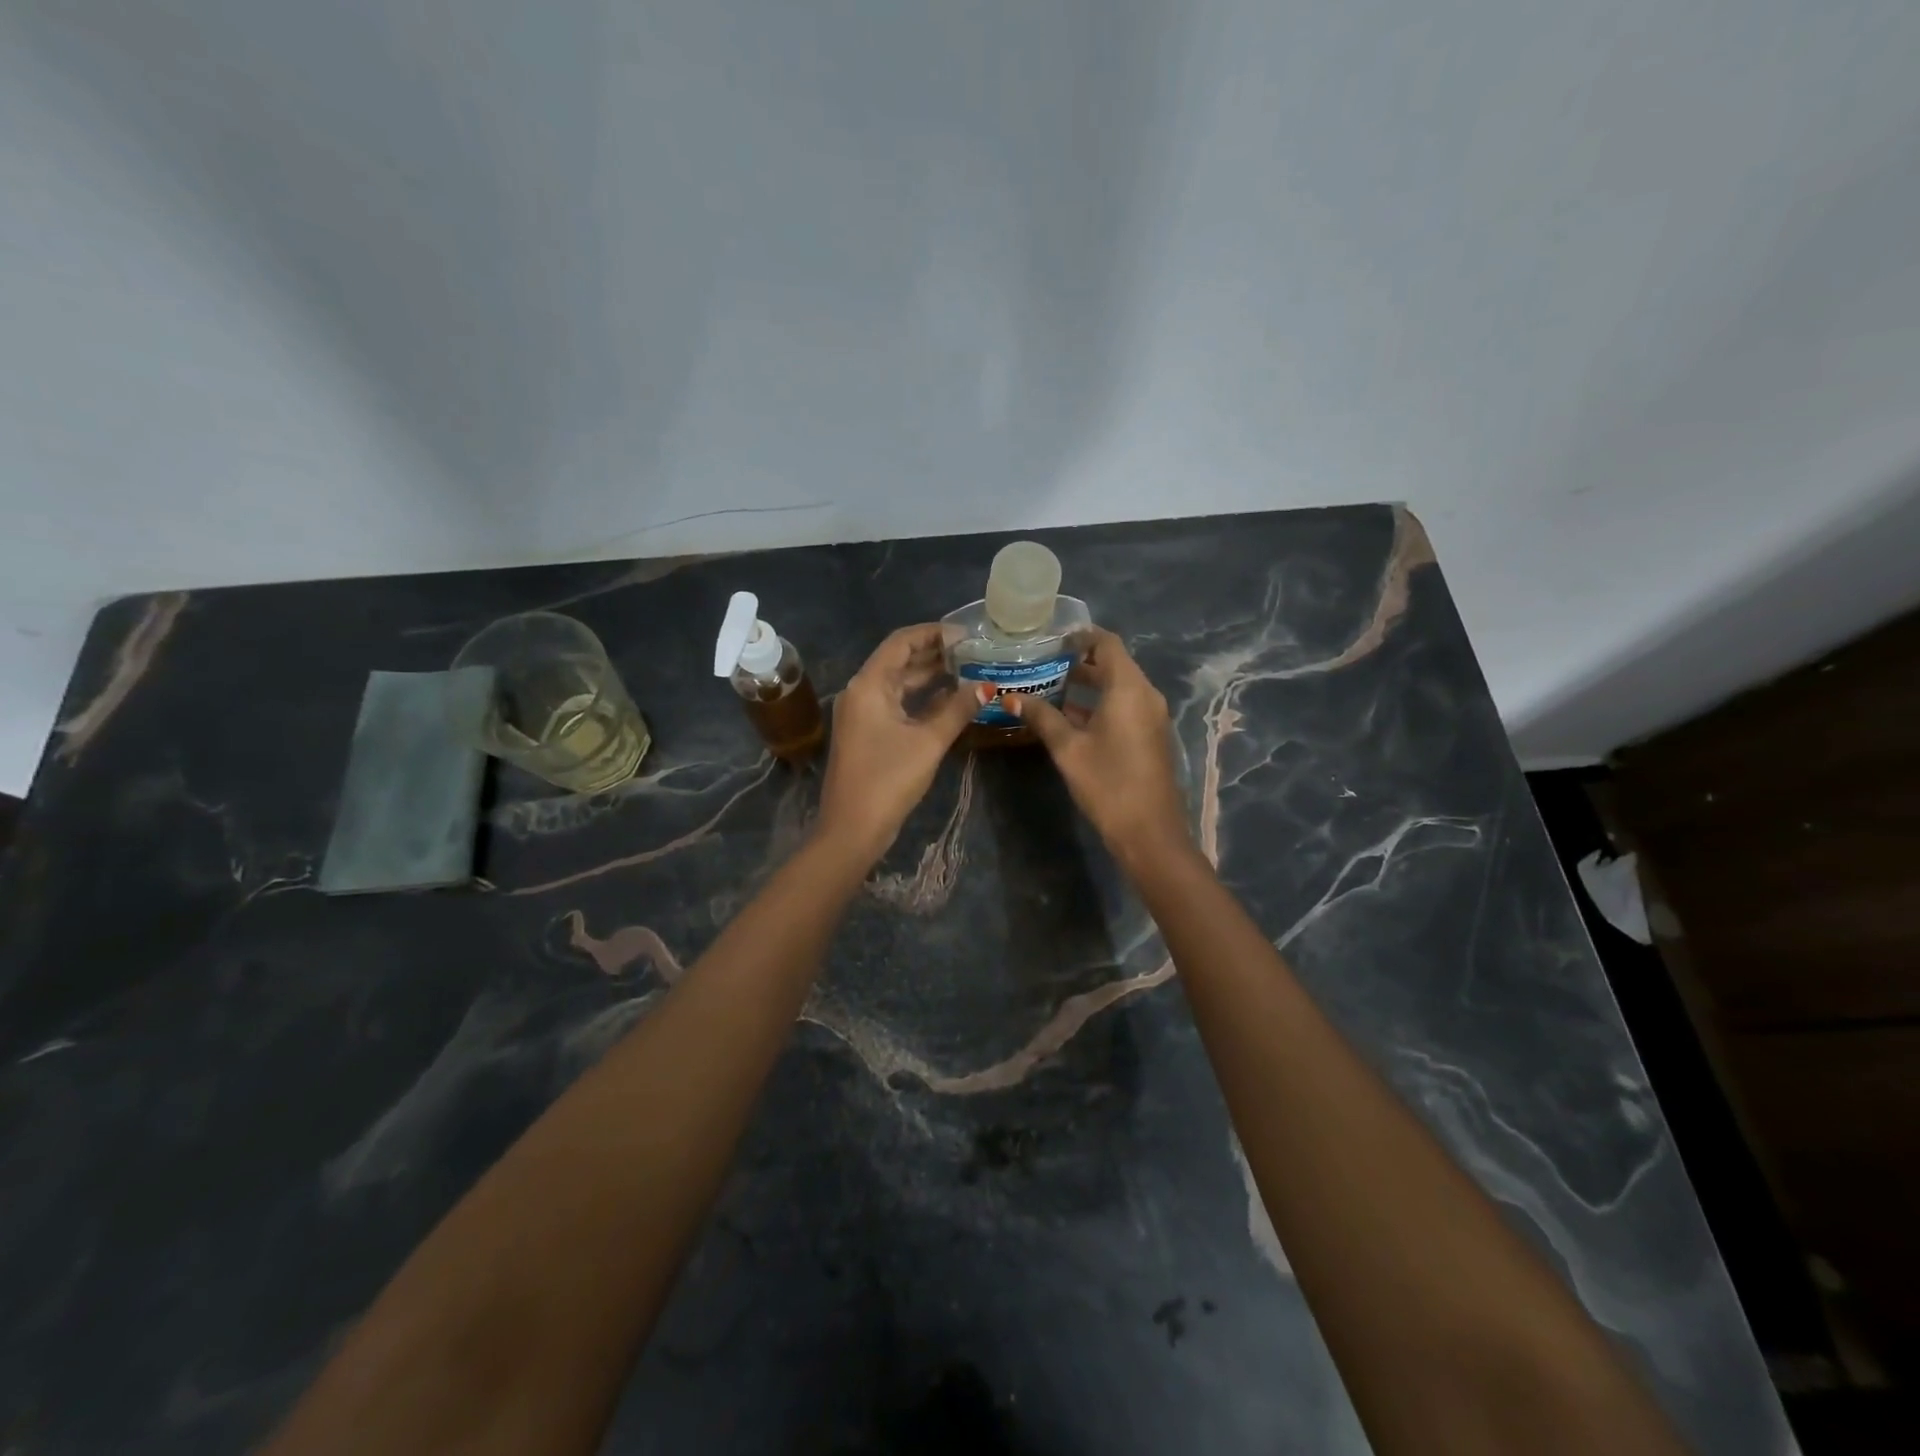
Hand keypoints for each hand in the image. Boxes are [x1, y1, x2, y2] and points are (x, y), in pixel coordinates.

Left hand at [816, 624, 985, 862]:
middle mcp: (861, 692)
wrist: (853, 828)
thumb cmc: (888, 779)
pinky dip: (922, 700)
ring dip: (931, 677)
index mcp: (868, 684)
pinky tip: (951, 701)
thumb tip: (987, 686)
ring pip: (900, 684)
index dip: (934, 633)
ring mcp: (863, 714)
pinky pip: (897, 704)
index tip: (967, 635)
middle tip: (975, 652)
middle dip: (936, 654)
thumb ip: (958, 709)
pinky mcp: (868, 733)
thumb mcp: (929, 741)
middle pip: (900, 660)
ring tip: (970, 672)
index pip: (901, 642)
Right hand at [1005, 628, 1192, 870]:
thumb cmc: (1108, 783)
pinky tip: (1067, 716)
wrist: (1149, 832)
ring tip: (1048, 685)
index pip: (1107, 643)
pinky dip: (1098, 703)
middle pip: (1113, 663)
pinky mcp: (1149, 736)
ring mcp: (1151, 717)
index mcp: (1129, 688)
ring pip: (1118, 687)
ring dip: (1087, 684)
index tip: (1051, 638)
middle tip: (1042, 661)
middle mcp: (1145, 695)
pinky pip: (1124, 706)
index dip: (1080, 635)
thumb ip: (1042, 717)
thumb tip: (1010, 697)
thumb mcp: (1068, 749)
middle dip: (1078, 660)